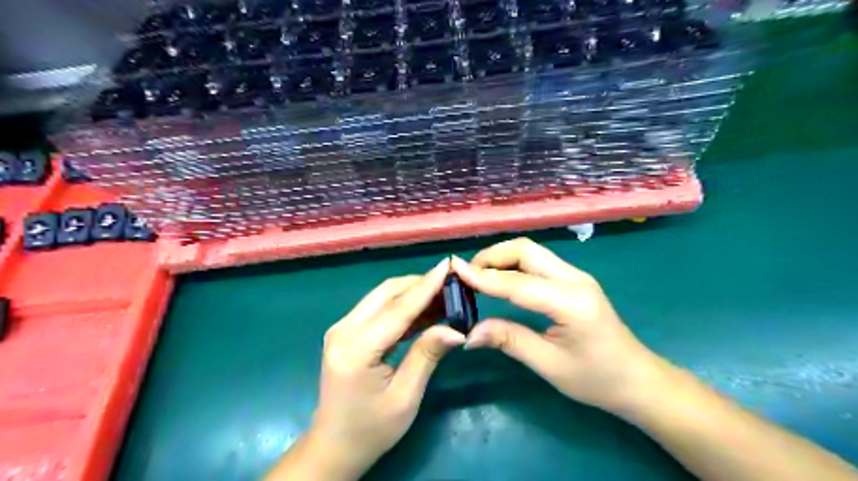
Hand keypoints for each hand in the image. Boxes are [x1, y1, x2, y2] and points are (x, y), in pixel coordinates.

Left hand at [312, 260, 466, 476]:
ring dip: (413, 292)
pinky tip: (426, 309)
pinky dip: (403, 305)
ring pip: (383, 296)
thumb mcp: (405, 397)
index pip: (398, 309)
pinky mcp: (347, 331)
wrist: (334, 445)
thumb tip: (456, 329)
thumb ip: (427, 355)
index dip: (426, 286)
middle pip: (387, 293)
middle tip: (452, 283)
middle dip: (420, 284)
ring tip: (445, 294)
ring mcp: (342, 328)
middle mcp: (344, 330)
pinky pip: (379, 308)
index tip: (448, 266)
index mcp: (356, 349)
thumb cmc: (371, 428)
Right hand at [452, 239, 672, 415]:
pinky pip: (538, 263)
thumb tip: (469, 333)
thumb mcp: (549, 365)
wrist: (638, 380)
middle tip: (466, 274)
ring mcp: (576, 276)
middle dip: (492, 256)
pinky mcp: (574, 281)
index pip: (518, 282)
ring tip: (477, 276)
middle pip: (526, 250)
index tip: (454, 271)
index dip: (483, 276)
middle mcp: (575, 279)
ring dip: (502, 258)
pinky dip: (514, 266)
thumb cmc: (597, 379)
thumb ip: (509, 340)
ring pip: (532, 252)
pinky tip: (500, 280)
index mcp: (571, 302)